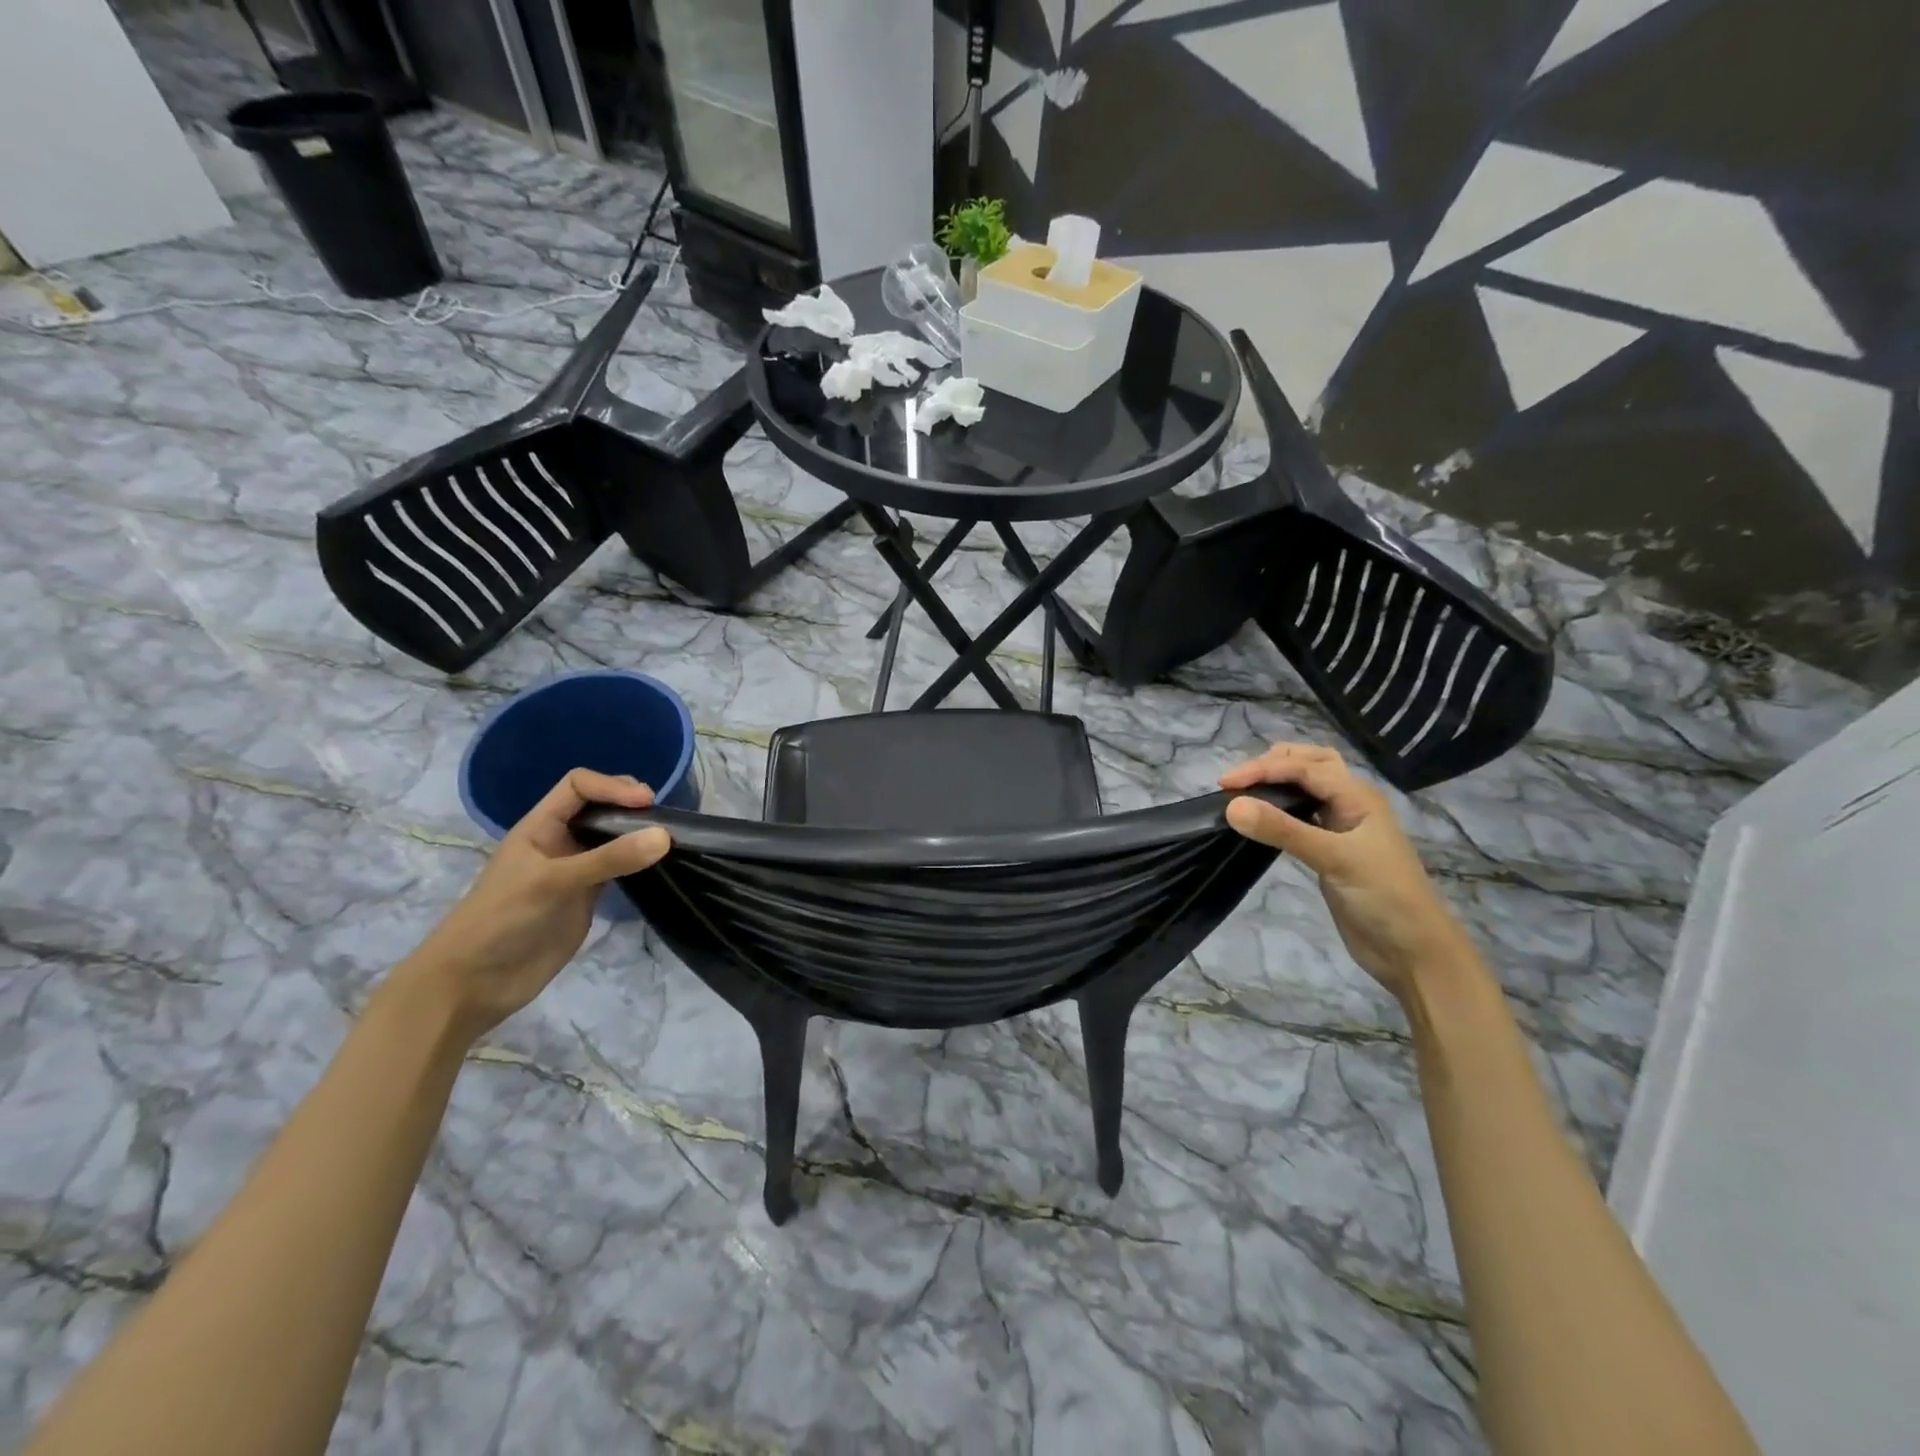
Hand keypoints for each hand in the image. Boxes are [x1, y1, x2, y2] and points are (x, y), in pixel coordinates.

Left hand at [401, 769, 670, 1039]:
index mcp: (541, 826)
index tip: (646, 803)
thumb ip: (609, 859)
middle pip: (599, 806)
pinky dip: (638, 863)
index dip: (612, 786)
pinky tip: (657, 866)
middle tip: (662, 820)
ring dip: (637, 834)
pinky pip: (618, 870)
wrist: (474, 985)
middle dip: (629, 805)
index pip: (579, 785)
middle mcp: (559, 841)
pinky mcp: (586, 898)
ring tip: (668, 839)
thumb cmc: (502, 920)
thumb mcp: (553, 882)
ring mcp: (574, 870)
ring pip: (612, 838)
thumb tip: (665, 836)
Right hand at [1220, 743, 1473, 998]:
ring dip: (1278, 782)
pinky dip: (1279, 809)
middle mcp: (1350, 803)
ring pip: (1307, 788)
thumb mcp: (1334, 858)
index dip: (1263, 769)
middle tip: (1237, 782)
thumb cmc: (1383, 897)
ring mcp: (1341, 827)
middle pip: (1310, 764)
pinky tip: (1261, 820)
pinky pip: (1301, 815)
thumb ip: (1283, 830)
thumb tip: (1231, 806)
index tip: (1224, 784)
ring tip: (1244, 793)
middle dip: (1273, 764)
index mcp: (1358, 796)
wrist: (1413, 950)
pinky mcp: (1330, 850)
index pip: (1303, 767)